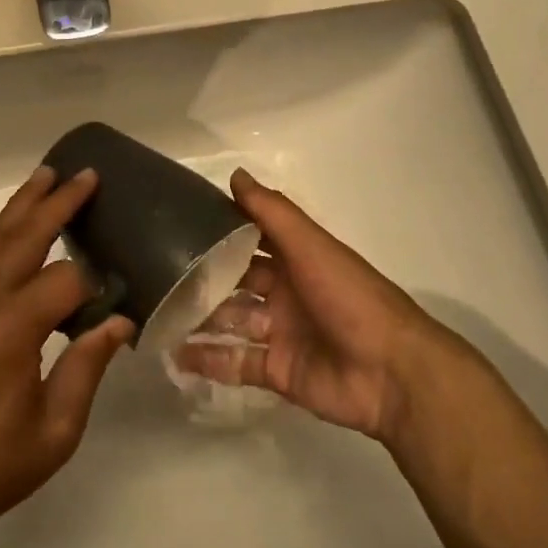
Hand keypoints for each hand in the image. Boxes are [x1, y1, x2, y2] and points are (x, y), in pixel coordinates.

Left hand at [0, 165, 132, 547]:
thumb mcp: (54, 431)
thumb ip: (87, 368)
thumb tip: (119, 322)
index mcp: (10, 328)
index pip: (66, 281)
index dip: (95, 288)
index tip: (116, 305)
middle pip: (23, 236)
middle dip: (56, 202)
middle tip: (84, 174)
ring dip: (22, 207)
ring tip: (46, 178)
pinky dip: (0, 236)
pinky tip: (14, 234)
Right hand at [173, 169, 440, 442]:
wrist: (391, 372)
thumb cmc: (350, 297)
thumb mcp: (311, 246)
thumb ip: (272, 213)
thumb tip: (235, 174)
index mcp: (296, 259)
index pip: (251, 239)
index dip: (220, 231)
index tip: (178, 222)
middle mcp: (285, 292)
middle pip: (236, 282)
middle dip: (203, 278)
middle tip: (156, 273)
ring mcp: (279, 333)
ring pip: (230, 322)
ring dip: (199, 319)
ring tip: (156, 313)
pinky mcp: (276, 371)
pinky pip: (235, 362)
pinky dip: (207, 360)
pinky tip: (174, 355)